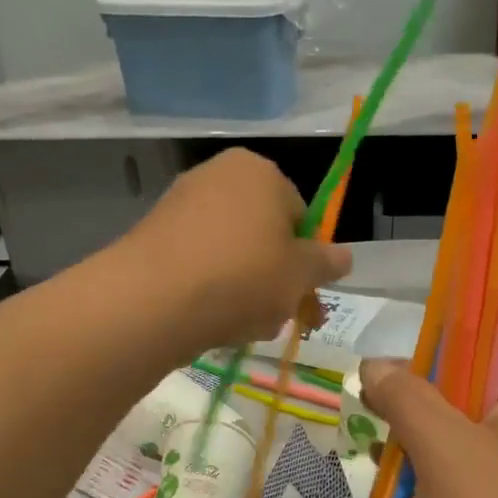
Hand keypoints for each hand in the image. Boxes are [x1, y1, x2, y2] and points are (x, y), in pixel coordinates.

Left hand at [115, 149, 350, 352]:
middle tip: (282, 318)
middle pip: (263, 235)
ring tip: (246, 326)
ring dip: (246, 291)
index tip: (307, 294)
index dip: (307, 258)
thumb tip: (344, 256)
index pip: (300, 214)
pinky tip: (213, 321)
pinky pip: (198, 265)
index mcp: (260, 171)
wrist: (154, 299)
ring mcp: (180, 205)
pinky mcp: (153, 238)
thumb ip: (326, 263)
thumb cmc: (243, 276)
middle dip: (276, 278)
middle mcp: (218, 176)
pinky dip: (211, 290)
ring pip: (231, 254)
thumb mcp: (300, 274)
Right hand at [360, 357, 497, 497]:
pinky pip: (458, 485)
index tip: (388, 372)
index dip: (432, 356)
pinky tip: (397, 494)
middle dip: (413, 408)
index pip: (477, 355)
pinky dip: (428, 485)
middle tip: (372, 414)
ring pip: (454, 447)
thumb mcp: (442, 444)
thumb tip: (373, 364)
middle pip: (459, 402)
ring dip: (415, 449)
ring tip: (376, 454)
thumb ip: (406, 398)